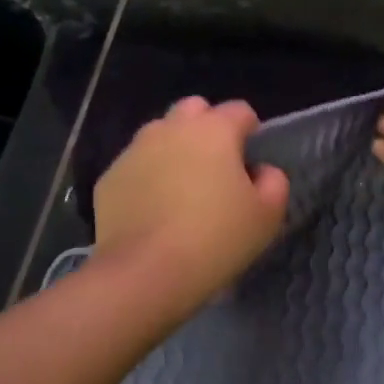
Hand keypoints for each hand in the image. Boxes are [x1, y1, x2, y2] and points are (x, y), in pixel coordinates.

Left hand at [94, 97, 289, 303]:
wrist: (145, 273)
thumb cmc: (215, 239)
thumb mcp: (266, 216)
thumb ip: (274, 182)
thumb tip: (261, 171)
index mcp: (213, 129)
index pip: (239, 110)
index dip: (250, 131)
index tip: (252, 161)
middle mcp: (171, 128)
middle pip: (194, 110)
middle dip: (207, 128)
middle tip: (215, 169)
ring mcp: (134, 150)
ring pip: (159, 135)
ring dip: (173, 150)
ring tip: (180, 190)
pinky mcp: (109, 177)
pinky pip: (135, 167)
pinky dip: (146, 179)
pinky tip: (152, 212)